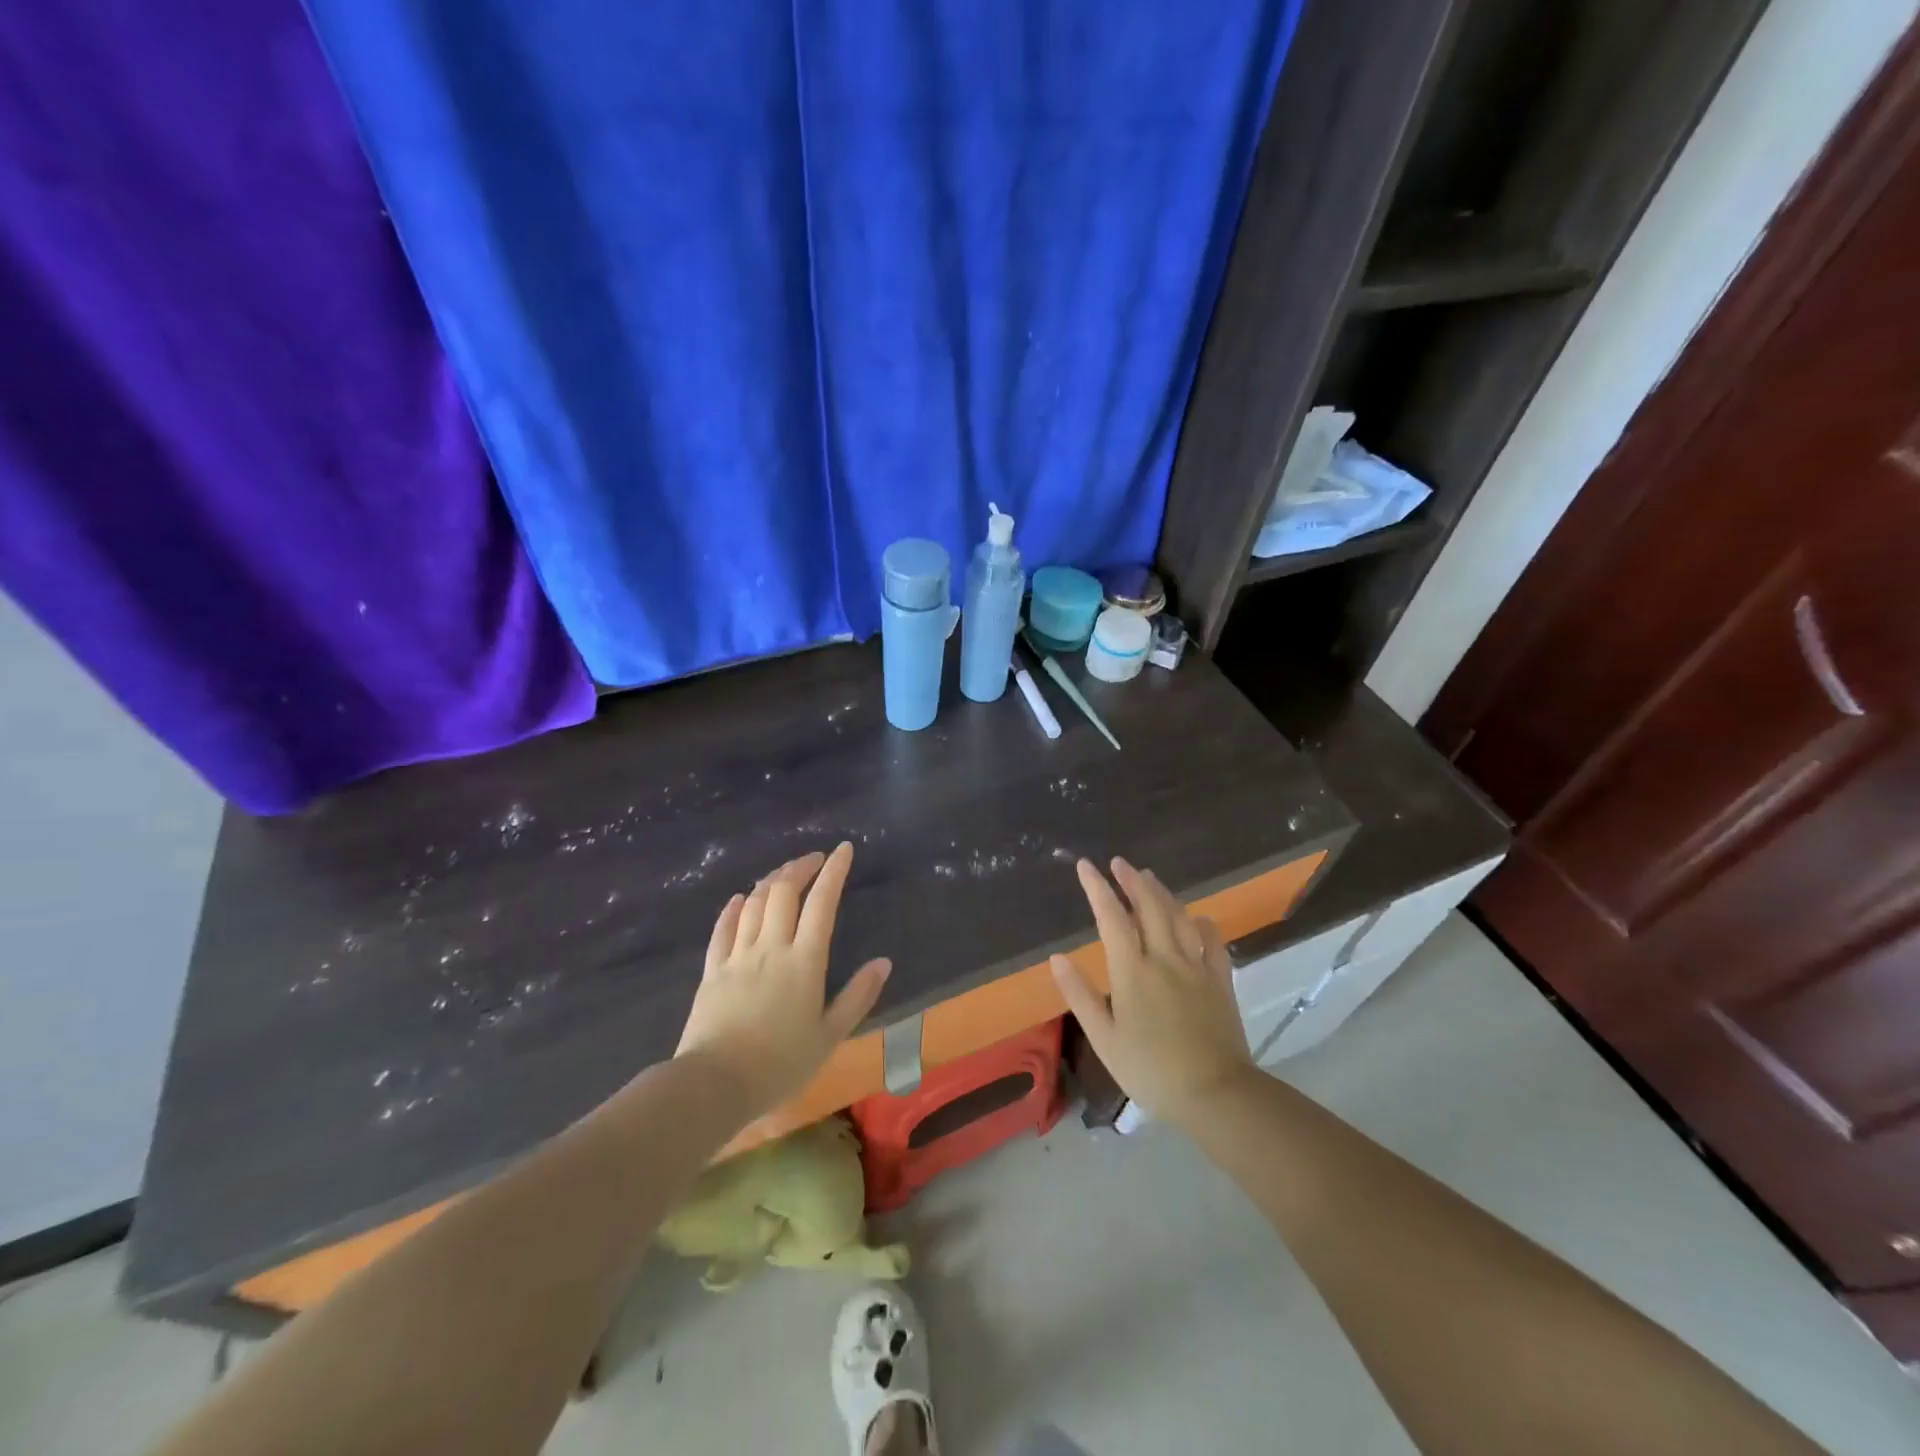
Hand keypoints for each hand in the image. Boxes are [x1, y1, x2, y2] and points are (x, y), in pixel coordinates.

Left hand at [674, 844, 890, 1115]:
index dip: (834, 871)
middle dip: (801, 867)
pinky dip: (734, 908)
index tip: (844, 849)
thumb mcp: (830, 1036)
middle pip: (784, 891)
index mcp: (804, 961)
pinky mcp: (712, 970)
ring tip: (785, 874)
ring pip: (754, 903)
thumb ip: (857, 996)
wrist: (715, 1084)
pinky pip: (722, 928)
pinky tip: (739, 899)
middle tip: (815, 858)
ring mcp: (738, 955)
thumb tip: (883, 962)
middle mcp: (771, 947)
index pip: (822, 903)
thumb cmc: (780, 1064)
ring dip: (772, 881)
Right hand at [1052, 857, 1257, 1128]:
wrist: (1216, 1093)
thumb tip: (1057, 957)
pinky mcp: (1220, 981)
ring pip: (1179, 917)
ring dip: (1162, 893)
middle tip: (1119, 863)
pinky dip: (1202, 924)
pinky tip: (1198, 918)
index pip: (1111, 917)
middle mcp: (1165, 959)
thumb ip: (1080, 995)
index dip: (1097, 888)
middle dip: (1132, 880)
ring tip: (1149, 877)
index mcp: (1133, 971)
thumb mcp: (1104, 1039)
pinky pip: (1213, 942)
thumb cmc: (1151, 1070)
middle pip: (1149, 906)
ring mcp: (1196, 967)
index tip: (1085, 866)